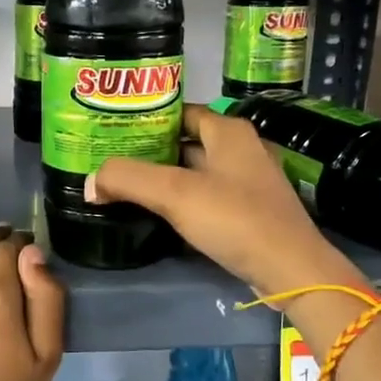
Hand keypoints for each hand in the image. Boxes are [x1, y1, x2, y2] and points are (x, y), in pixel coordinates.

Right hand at [87, 104, 358, 297]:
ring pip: (196, 171)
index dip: (148, 118)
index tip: (114, 130)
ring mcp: (248, 182)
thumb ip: (127, 179)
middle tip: (112, 160)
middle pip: (186, 142)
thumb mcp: (175, 193)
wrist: (290, 269)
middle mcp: (241, 149)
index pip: (180, 111)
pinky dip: (182, 200)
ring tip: (125, 186)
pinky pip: (207, 196)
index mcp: (228, 131)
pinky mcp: (249, 211)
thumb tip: (90, 182)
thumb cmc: (235, 218)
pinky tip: (158, 213)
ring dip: (164, 178)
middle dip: (151, 150)